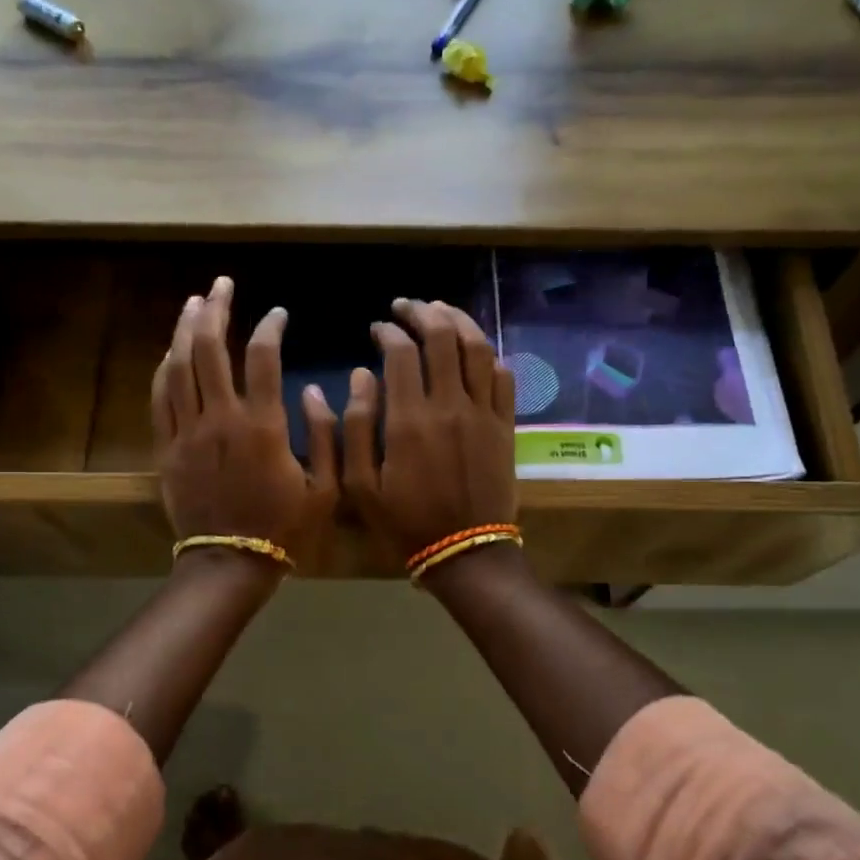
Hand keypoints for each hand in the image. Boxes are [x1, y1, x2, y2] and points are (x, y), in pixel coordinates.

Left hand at [151, 276, 339, 567]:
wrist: (230, 563)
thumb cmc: (284, 528)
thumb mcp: (326, 487)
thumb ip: (327, 435)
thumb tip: (313, 390)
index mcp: (263, 426)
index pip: (262, 357)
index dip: (269, 327)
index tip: (278, 314)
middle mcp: (221, 419)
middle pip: (210, 349)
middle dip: (216, 309)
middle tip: (221, 284)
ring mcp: (188, 432)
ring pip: (179, 366)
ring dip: (185, 329)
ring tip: (194, 302)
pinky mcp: (167, 448)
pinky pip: (160, 397)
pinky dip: (165, 368)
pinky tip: (171, 351)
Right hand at [343, 298, 517, 562]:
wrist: (464, 551)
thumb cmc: (405, 522)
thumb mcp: (361, 485)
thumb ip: (355, 426)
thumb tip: (360, 374)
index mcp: (409, 419)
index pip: (400, 352)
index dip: (387, 332)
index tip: (377, 329)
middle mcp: (449, 405)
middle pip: (441, 337)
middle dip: (421, 312)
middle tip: (406, 307)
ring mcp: (483, 413)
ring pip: (477, 348)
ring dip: (459, 321)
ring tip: (441, 311)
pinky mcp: (505, 425)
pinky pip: (503, 377)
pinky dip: (489, 355)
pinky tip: (476, 350)